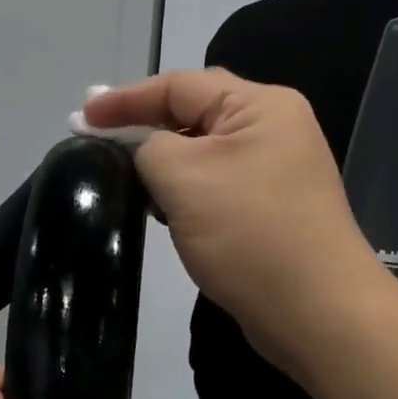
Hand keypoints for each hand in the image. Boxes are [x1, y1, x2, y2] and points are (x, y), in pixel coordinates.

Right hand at [83, 70, 386, 374]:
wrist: (317, 313)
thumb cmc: (249, 234)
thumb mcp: (184, 177)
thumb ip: (149, 146)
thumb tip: (145, 150)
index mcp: (261, 106)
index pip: (179, 85)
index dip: (125, 98)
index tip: (80, 117)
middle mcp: (274, 128)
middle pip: (194, 113)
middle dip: (144, 125)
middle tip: (96, 140)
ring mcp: (277, 170)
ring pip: (204, 152)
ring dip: (163, 161)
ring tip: (122, 175)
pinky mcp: (272, 208)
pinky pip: (217, 184)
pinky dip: (185, 189)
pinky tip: (161, 209)